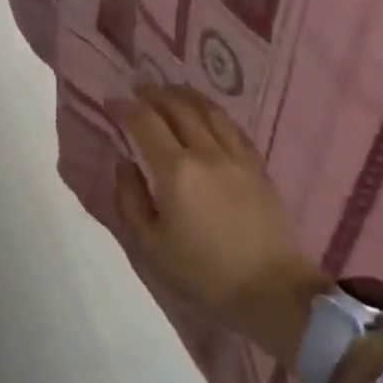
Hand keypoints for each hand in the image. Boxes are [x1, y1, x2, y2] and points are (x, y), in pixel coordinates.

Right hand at [108, 84, 324, 366]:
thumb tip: (125, 164)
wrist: (271, 291)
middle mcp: (206, 152)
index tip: (111, 102)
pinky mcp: (257, 167)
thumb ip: (130, 200)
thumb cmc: (203, 274)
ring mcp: (237, 157)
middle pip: (178, 106)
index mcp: (175, 171)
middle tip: (137, 91)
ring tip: (169, 93)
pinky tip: (206, 115)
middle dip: (153, 94)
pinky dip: (213, 112)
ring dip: (184, 95)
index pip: (145, 122)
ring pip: (209, 110)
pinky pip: (232, 126)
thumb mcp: (150, 247)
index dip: (124, 107)